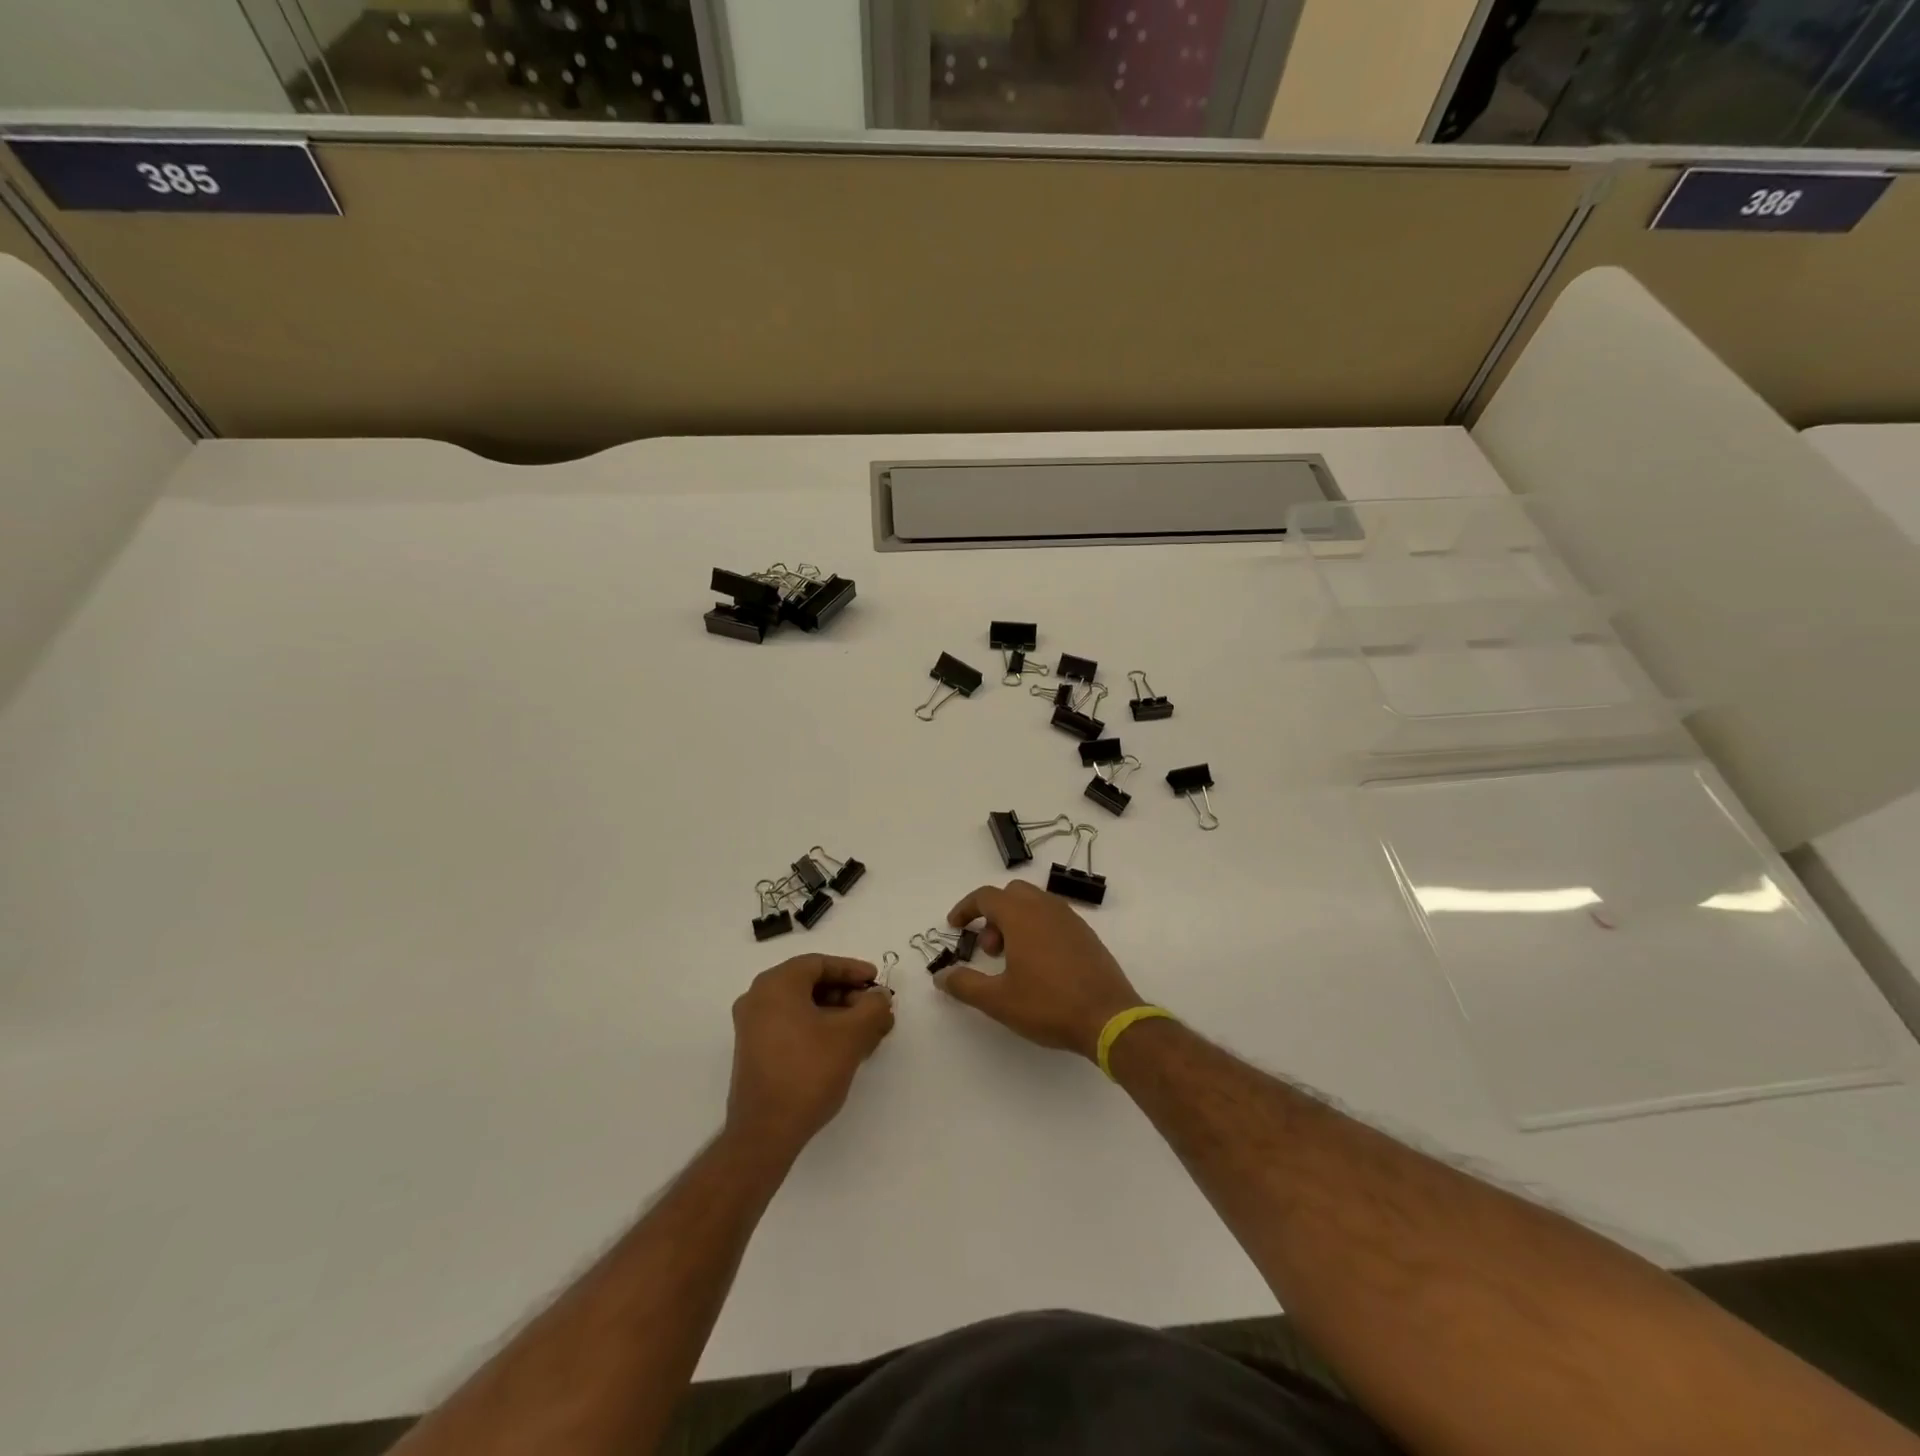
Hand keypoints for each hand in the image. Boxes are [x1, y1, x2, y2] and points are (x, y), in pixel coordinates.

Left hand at [727, 955, 894, 1157]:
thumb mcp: (851, 1035)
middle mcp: (758, 998)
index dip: (852, 970)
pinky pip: (792, 1026)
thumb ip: (872, 1007)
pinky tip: (844, 1048)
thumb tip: (880, 996)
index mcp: (776, 984)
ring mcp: (752, 1027)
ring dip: (837, 1014)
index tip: (876, 982)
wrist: (765, 1132)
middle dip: (848, 995)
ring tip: (866, 1032)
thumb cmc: (808, 1071)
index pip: (819, 964)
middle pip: (811, 984)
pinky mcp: (754, 1052)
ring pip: (803, 1007)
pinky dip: (819, 1029)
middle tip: (875, 1009)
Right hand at [936, 882, 1145, 1058]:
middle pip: (1011, 894)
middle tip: (988, 950)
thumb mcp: (998, 1000)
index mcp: (1021, 915)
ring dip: (1015, 922)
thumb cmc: (1048, 1004)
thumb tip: (941, 976)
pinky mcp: (1086, 934)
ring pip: (1034, 904)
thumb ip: (965, 985)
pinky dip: (1037, 929)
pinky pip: (1053, 918)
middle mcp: (1046, 908)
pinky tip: (1039, 965)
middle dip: (992, 915)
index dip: (966, 909)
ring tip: (1012, 961)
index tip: (955, 927)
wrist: (1108, 1017)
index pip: (986, 896)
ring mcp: (1070, 919)